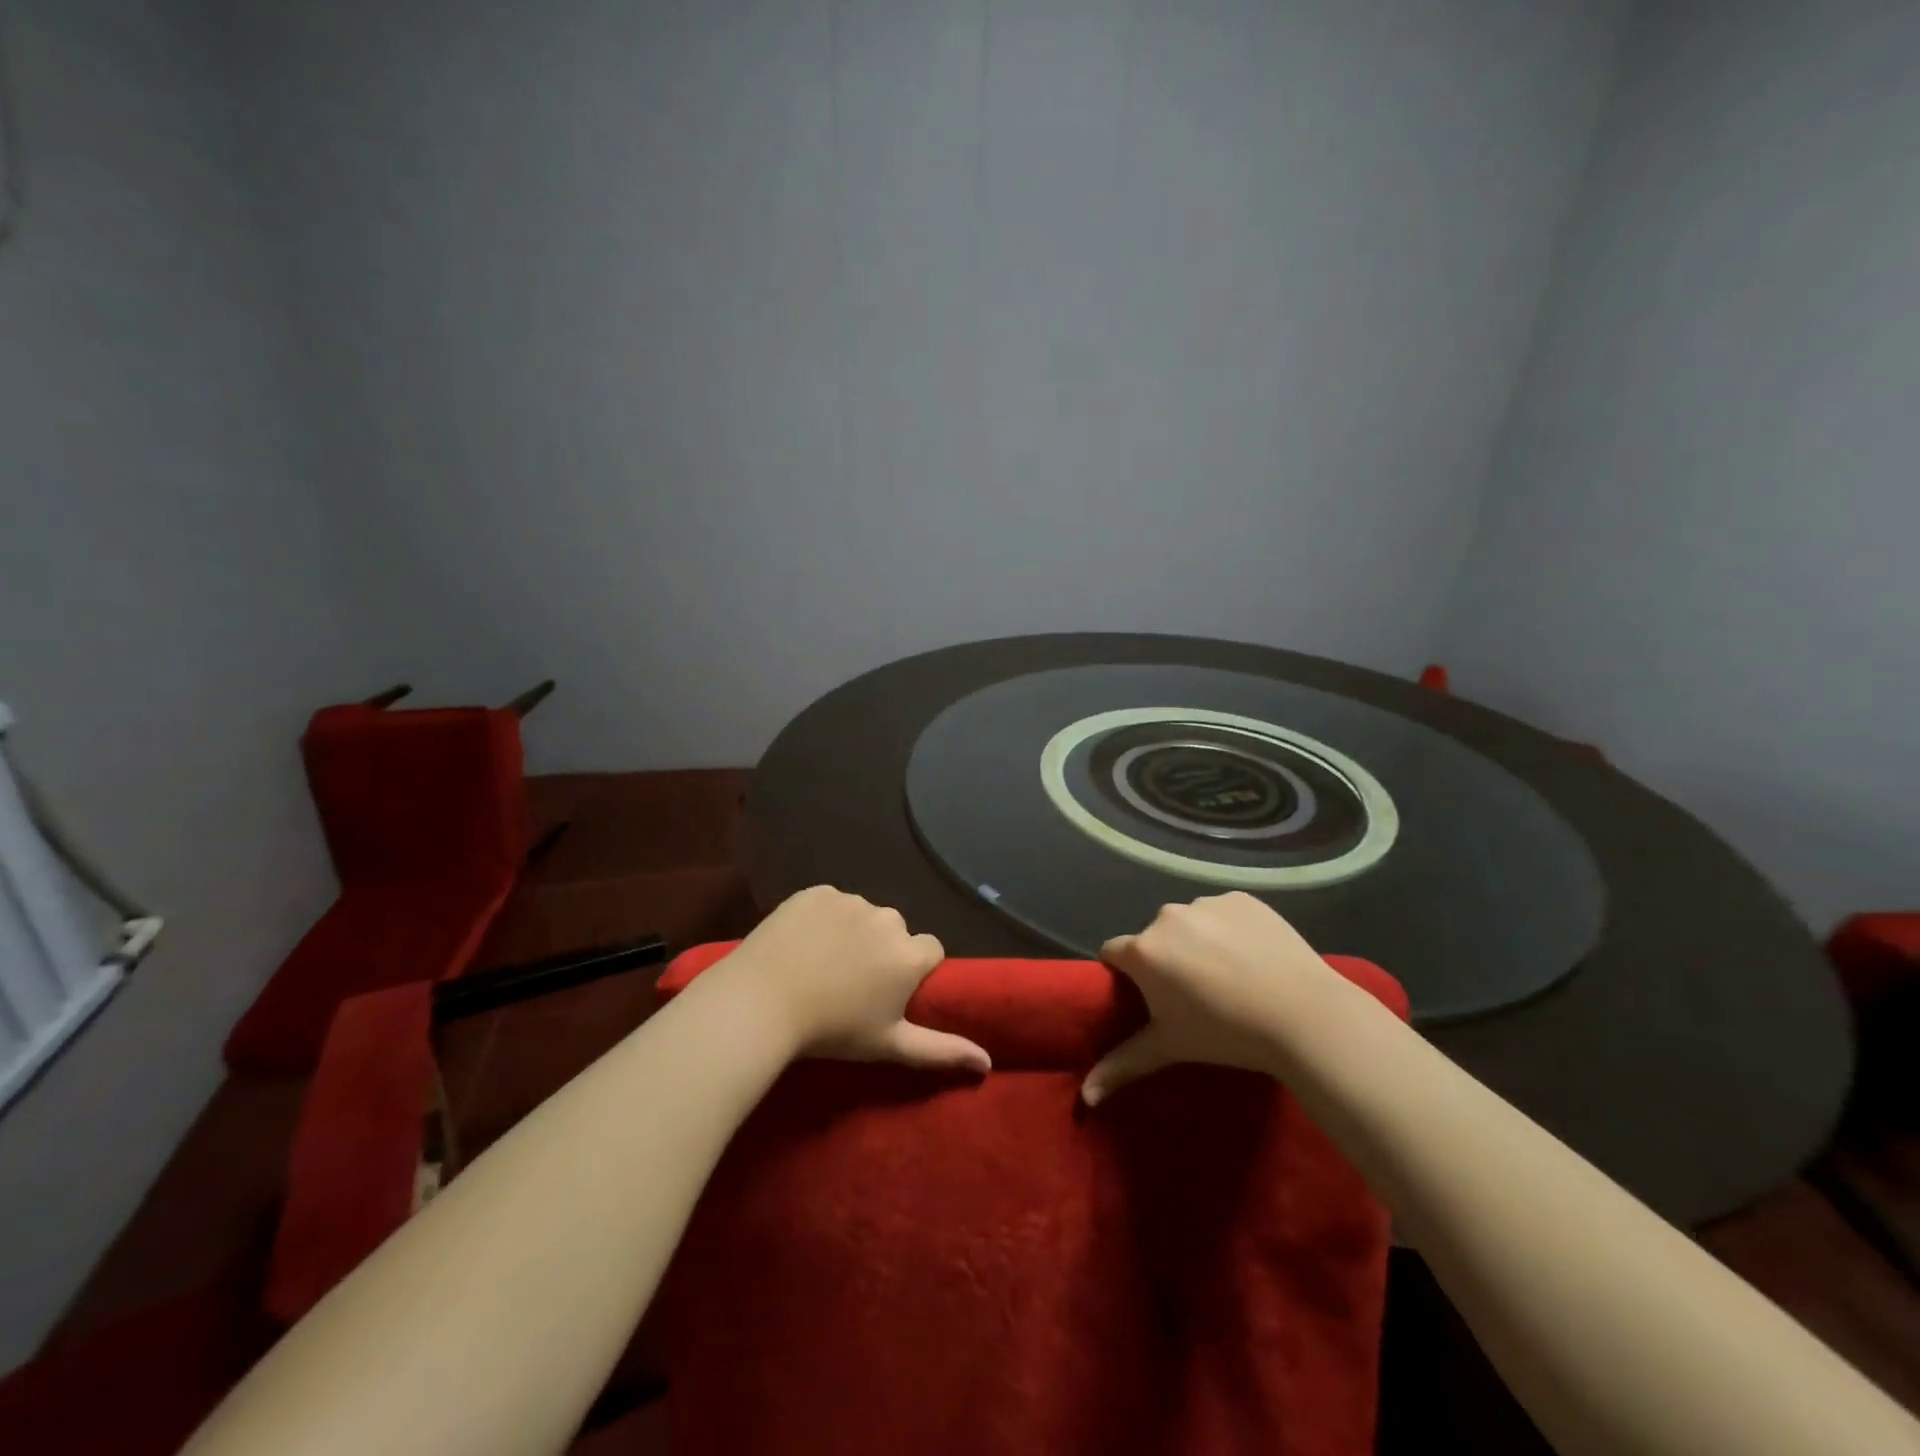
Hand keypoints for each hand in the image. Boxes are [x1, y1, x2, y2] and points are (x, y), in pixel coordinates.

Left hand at [719, 885, 990, 1073]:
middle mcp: (888, 919)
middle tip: (850, 982)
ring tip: (821, 963)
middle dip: (882, 949)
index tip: (888, 991)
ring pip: (863, 915)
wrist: (761, 1002)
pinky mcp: (816, 891)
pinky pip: (830, 902)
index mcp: (908, 954)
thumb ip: (941, 1051)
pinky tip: (801, 943)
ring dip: (852, 932)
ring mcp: (850, 901)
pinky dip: (822, 918)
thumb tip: (987, 1062)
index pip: (930, 950)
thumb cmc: (831, 1031)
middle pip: (895, 931)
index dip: (912, 970)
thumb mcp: (888, 1045)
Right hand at [1082, 892, 1343, 1105]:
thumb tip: (1086, 1096)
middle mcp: (1167, 916)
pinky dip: (1231, 929)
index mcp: (1143, 950)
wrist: (1304, 1014)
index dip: (1124, 973)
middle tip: (1196, 993)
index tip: (1147, 995)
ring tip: (1230, 975)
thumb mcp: (1170, 1048)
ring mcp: (1206, 903)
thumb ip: (1123, 1065)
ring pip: (1190, 922)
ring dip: (1198, 942)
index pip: (1113, 952)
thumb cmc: (1226, 1034)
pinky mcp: (1241, 898)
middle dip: (1166, 959)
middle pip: (1154, 937)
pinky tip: (1253, 956)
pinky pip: (1224, 912)